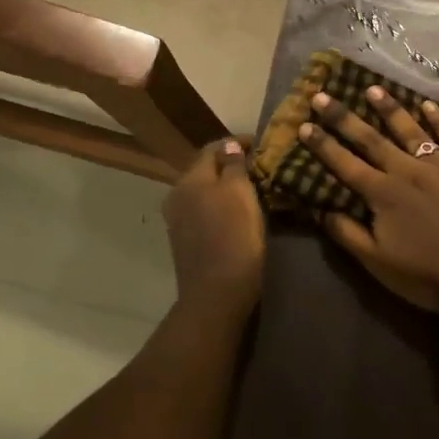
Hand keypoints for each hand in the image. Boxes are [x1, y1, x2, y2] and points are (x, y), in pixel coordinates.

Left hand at [163, 138, 265, 316]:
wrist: (216, 295)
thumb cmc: (233, 237)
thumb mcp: (240, 193)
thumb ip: (234, 165)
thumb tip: (230, 146)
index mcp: (189, 179)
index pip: (212, 148)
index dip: (236, 142)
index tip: (260, 144)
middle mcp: (177, 195)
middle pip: (205, 170)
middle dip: (230, 165)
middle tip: (258, 166)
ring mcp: (178, 220)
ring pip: (204, 191)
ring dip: (225, 186)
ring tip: (252, 188)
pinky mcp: (185, 241)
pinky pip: (204, 211)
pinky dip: (220, 205)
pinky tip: (237, 212)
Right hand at [300, 88, 438, 312]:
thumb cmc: (426, 276)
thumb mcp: (377, 264)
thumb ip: (348, 234)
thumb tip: (321, 210)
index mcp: (383, 194)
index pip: (345, 164)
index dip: (323, 144)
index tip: (304, 125)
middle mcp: (407, 171)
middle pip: (370, 138)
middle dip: (343, 117)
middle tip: (323, 96)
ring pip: (409, 129)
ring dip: (389, 108)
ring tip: (372, 88)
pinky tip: (428, 104)